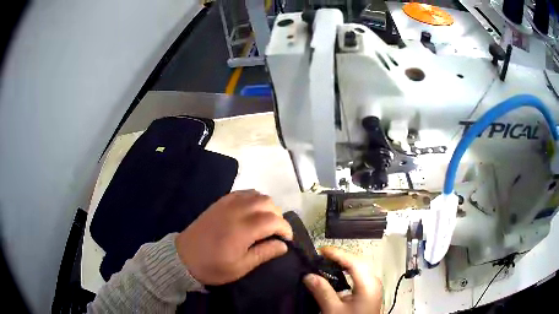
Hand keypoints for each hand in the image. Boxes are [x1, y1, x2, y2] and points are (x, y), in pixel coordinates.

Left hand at [175, 190, 292, 284]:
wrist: (183, 257)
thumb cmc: (213, 267)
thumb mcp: (240, 267)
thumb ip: (264, 253)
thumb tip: (284, 245)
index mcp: (243, 229)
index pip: (274, 220)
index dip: (285, 228)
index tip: (287, 239)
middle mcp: (237, 211)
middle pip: (268, 203)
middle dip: (278, 216)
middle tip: (277, 232)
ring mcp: (227, 204)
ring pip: (256, 194)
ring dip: (267, 206)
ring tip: (266, 222)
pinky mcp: (219, 202)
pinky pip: (243, 192)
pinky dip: (253, 198)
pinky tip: (252, 211)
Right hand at [304, 247, 382, 313]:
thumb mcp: (333, 310)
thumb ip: (322, 291)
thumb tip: (308, 275)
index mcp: (368, 283)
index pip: (353, 261)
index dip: (336, 253)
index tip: (320, 250)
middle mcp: (373, 281)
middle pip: (358, 262)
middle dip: (339, 257)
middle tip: (321, 257)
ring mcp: (373, 286)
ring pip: (358, 269)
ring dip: (343, 265)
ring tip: (326, 264)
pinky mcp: (369, 292)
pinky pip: (358, 276)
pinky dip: (346, 273)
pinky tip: (336, 277)